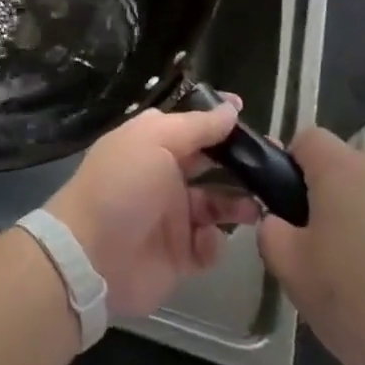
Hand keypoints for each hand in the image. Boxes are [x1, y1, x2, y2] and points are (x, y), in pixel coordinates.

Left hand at [44, 100, 261, 317]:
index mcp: (152, 142)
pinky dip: (213, 243)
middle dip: (240, 165)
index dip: (219, 120)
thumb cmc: (122, 185)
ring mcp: (171, 216)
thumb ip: (196, 127)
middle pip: (210, 165)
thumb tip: (230, 108)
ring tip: (254, 208)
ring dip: (237, 204)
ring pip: (216, 205)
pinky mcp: (179, 255)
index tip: (247, 114)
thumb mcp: (155, 141)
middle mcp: (164, 175)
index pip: (192, 126)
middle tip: (273, 166)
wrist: (91, 255)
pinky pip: (209, 245)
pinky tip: (205, 240)